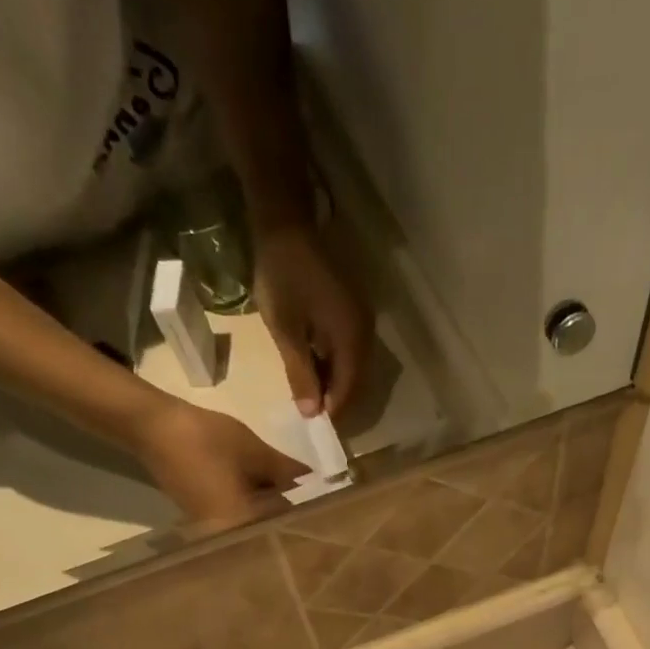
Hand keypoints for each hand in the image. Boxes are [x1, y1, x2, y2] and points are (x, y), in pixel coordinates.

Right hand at [136, 400, 306, 529]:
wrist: (151, 426)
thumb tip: (312, 480)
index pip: (284, 528)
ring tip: (296, 492)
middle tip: (313, 497)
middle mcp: (226, 538)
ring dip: (271, 509)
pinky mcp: (203, 518)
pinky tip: (266, 490)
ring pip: (252, 524)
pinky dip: (252, 505)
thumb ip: (288, 471)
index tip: (326, 504)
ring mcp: (212, 531)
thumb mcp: (256, 453)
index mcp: (241, 527)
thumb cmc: (206, 440)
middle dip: (289, 512)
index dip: (305, 514)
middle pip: (268, 530)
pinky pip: (237, 517)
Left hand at [255, 224, 373, 417]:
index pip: (349, 390)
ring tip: (311, 394)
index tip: (313, 427)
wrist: (287, 221)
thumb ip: (301, 374)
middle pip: (357, 381)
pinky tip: (316, 366)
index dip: (333, 412)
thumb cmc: (282, 275)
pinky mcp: (355, 311)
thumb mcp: (286, 330)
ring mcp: (363, 320)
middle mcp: (366, 333)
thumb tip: (312, 414)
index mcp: (352, 339)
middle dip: (336, 400)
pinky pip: (351, 350)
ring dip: (336, 383)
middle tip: (311, 414)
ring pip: (354, 366)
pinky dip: (336, 364)